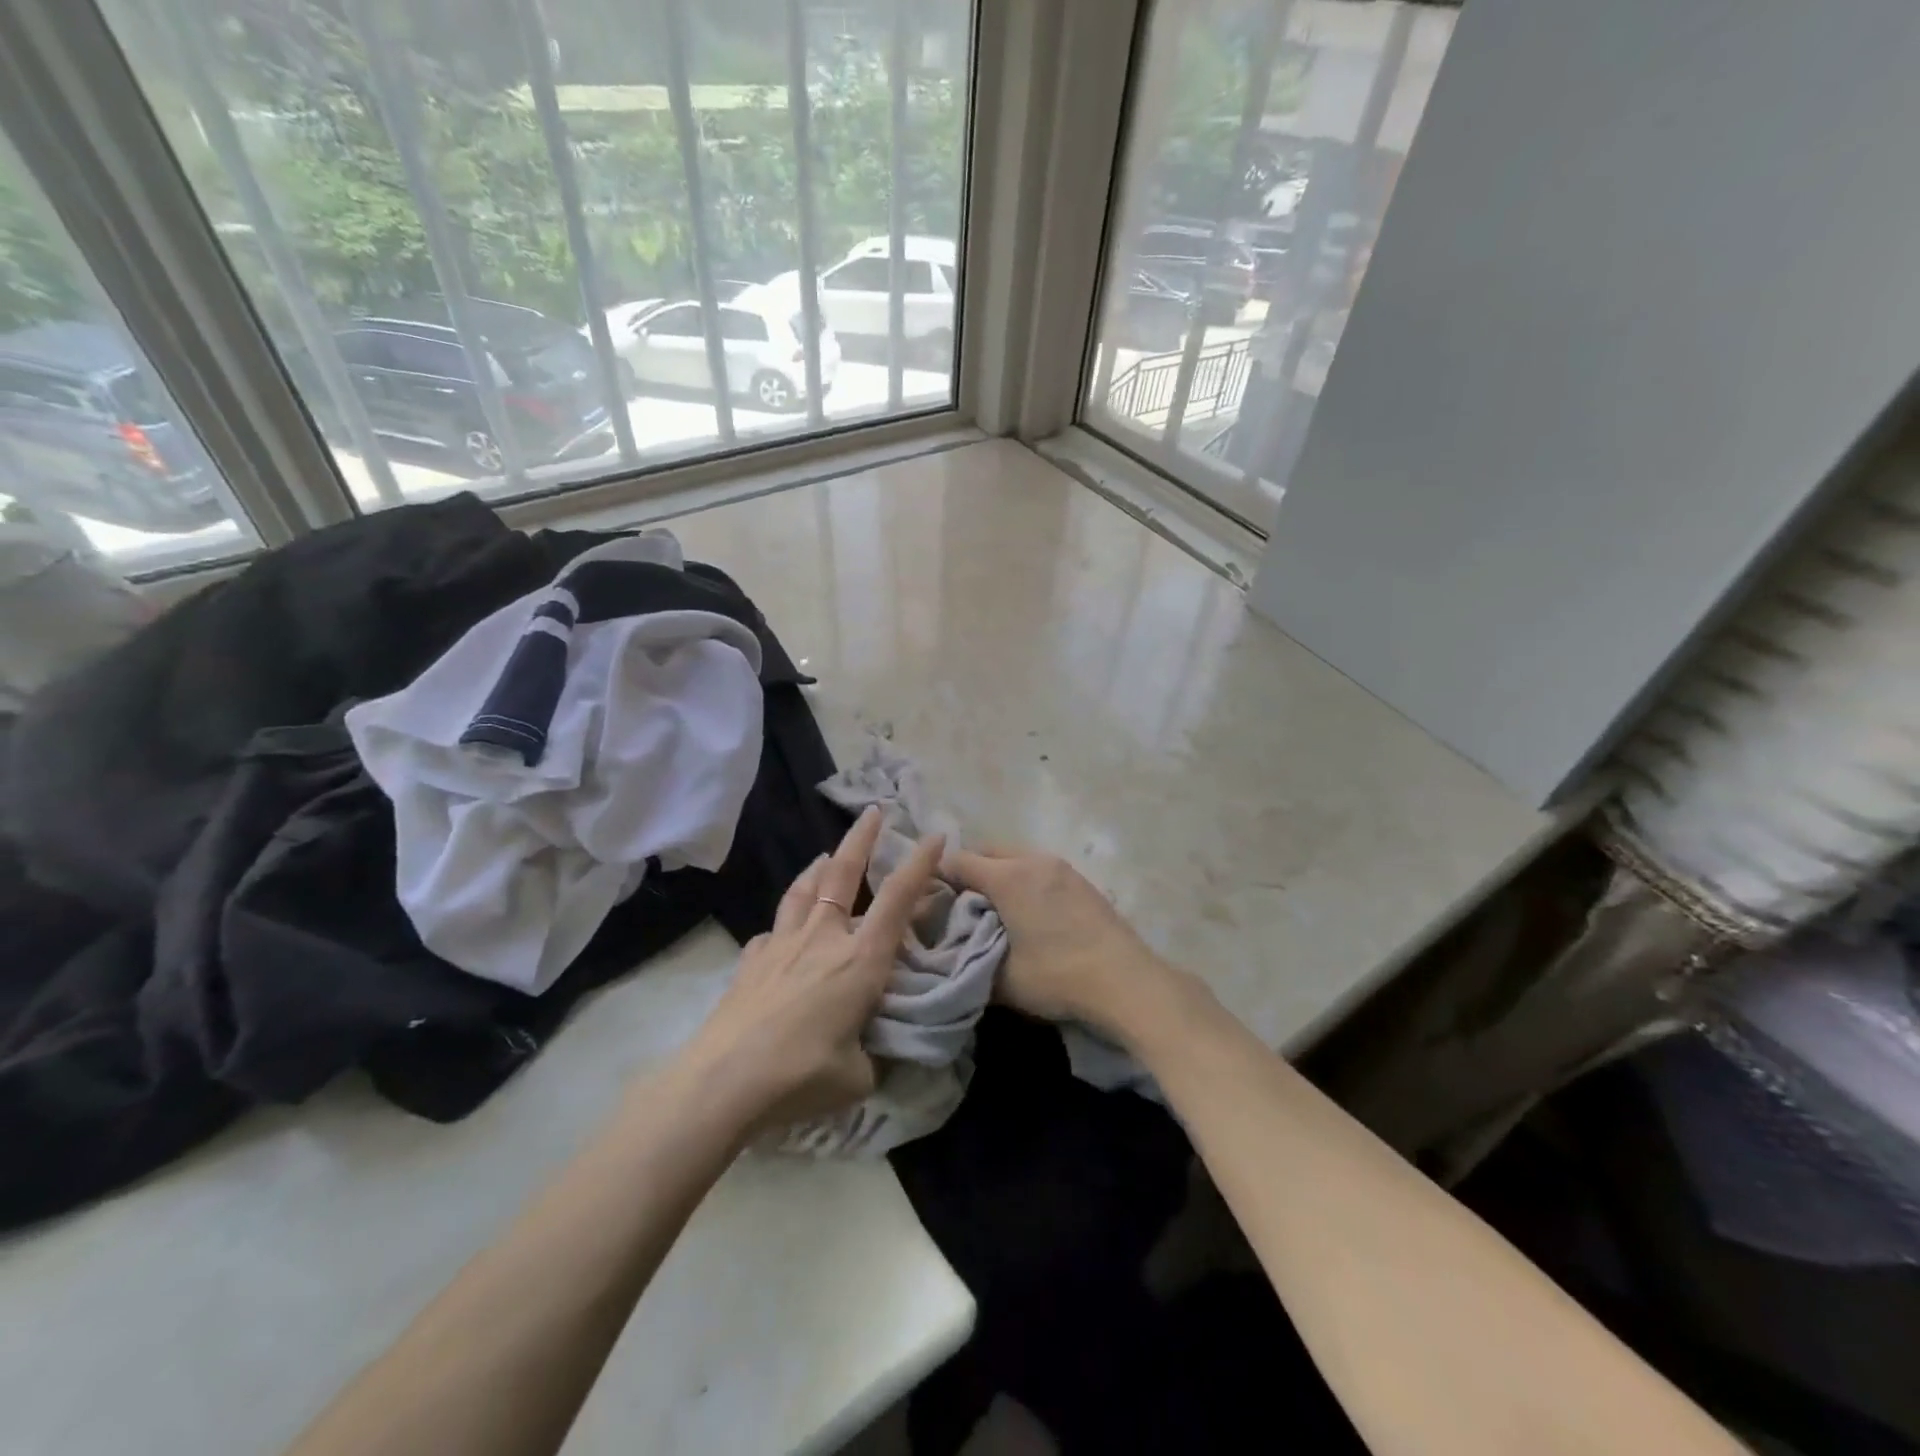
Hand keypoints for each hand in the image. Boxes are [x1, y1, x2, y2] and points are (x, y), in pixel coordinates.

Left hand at [680, 806, 944, 1132]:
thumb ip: (873, 1056)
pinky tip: (780, 934)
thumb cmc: (800, 1074)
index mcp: (860, 959)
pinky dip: (784, 924)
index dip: (920, 864)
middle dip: (861, 838)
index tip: (934, 835)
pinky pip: (772, 930)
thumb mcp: (858, 1076)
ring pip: (803, 890)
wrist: (722, 1081)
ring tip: (825, 856)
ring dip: (819, 867)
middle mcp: (822, 938)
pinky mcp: (750, 961)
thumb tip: (873, 1052)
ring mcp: (781, 944)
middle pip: (843, 873)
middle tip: (872, 811)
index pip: (898, 899)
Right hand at [945, 846, 1178, 1035]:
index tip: (928, 899)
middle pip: (987, 851)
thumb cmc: (1058, 976)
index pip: (959, 861)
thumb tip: (952, 956)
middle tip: (958, 904)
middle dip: (968, 870)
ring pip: (1015, 856)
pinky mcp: (1080, 879)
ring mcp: (1060, 866)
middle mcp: (1032, 860)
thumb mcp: (1002, 981)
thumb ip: (969, 962)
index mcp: (1008, 877)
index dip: (938, 877)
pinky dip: (1022, 879)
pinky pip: (1037, 867)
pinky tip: (1026, 910)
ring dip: (997, 873)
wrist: (1126, 980)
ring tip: (992, 907)